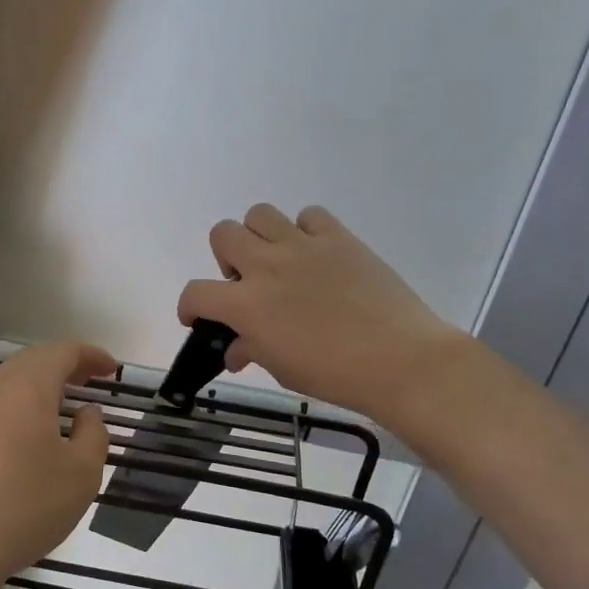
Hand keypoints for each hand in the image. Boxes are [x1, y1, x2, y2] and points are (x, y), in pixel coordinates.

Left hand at [0, 339, 116, 587]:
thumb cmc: (27, 506)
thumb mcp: (82, 474)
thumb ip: (93, 434)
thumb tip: (87, 413)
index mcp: (28, 388)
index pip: (63, 352)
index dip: (91, 355)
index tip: (113, 369)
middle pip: (33, 360)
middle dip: (66, 364)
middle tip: (93, 379)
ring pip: (11, 382)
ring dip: (42, 384)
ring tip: (67, 402)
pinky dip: (22, 405)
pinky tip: (34, 432)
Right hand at [177, 204, 464, 425]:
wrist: (399, 360)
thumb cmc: (334, 375)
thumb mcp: (282, 369)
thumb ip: (251, 350)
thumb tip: (237, 349)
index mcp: (247, 304)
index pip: (196, 293)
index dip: (189, 307)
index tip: (199, 318)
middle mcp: (267, 265)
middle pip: (222, 233)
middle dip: (225, 258)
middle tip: (246, 283)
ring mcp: (303, 246)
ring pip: (260, 214)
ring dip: (259, 236)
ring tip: (278, 262)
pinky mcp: (339, 238)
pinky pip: (309, 216)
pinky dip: (305, 230)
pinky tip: (316, 256)